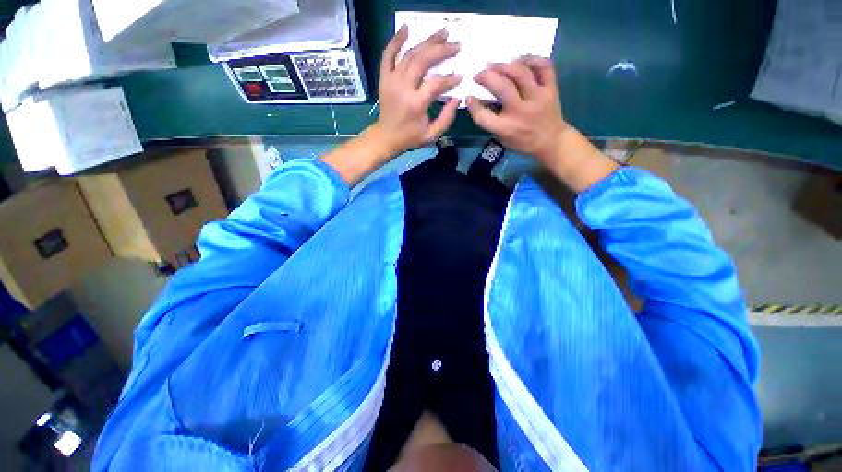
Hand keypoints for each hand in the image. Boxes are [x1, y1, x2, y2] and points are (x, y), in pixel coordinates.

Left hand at [371, 25, 462, 154]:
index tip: (460, 76)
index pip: (436, 84)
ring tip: (442, 33)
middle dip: (441, 50)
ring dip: (427, 42)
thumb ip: (446, 118)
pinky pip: (388, 54)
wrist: (386, 137)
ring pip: (409, 54)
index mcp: (415, 104)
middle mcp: (403, 88)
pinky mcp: (384, 77)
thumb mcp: (431, 135)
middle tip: (456, 45)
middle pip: (422, 61)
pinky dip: (396, 40)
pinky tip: (407, 28)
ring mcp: (391, 80)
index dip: (450, 79)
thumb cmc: (410, 138)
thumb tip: (456, 98)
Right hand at [466, 56, 568, 163]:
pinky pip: (544, 66)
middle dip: (487, 77)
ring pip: (521, 72)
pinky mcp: (551, 88)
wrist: (551, 141)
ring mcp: (538, 97)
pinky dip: (532, 59)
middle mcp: (521, 111)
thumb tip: (481, 99)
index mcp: (507, 128)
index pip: (484, 116)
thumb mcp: (502, 138)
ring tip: (494, 65)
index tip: (469, 97)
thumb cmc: (522, 141)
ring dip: (504, 65)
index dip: (473, 105)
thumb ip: (492, 121)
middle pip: (502, 87)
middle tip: (478, 74)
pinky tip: (520, 59)